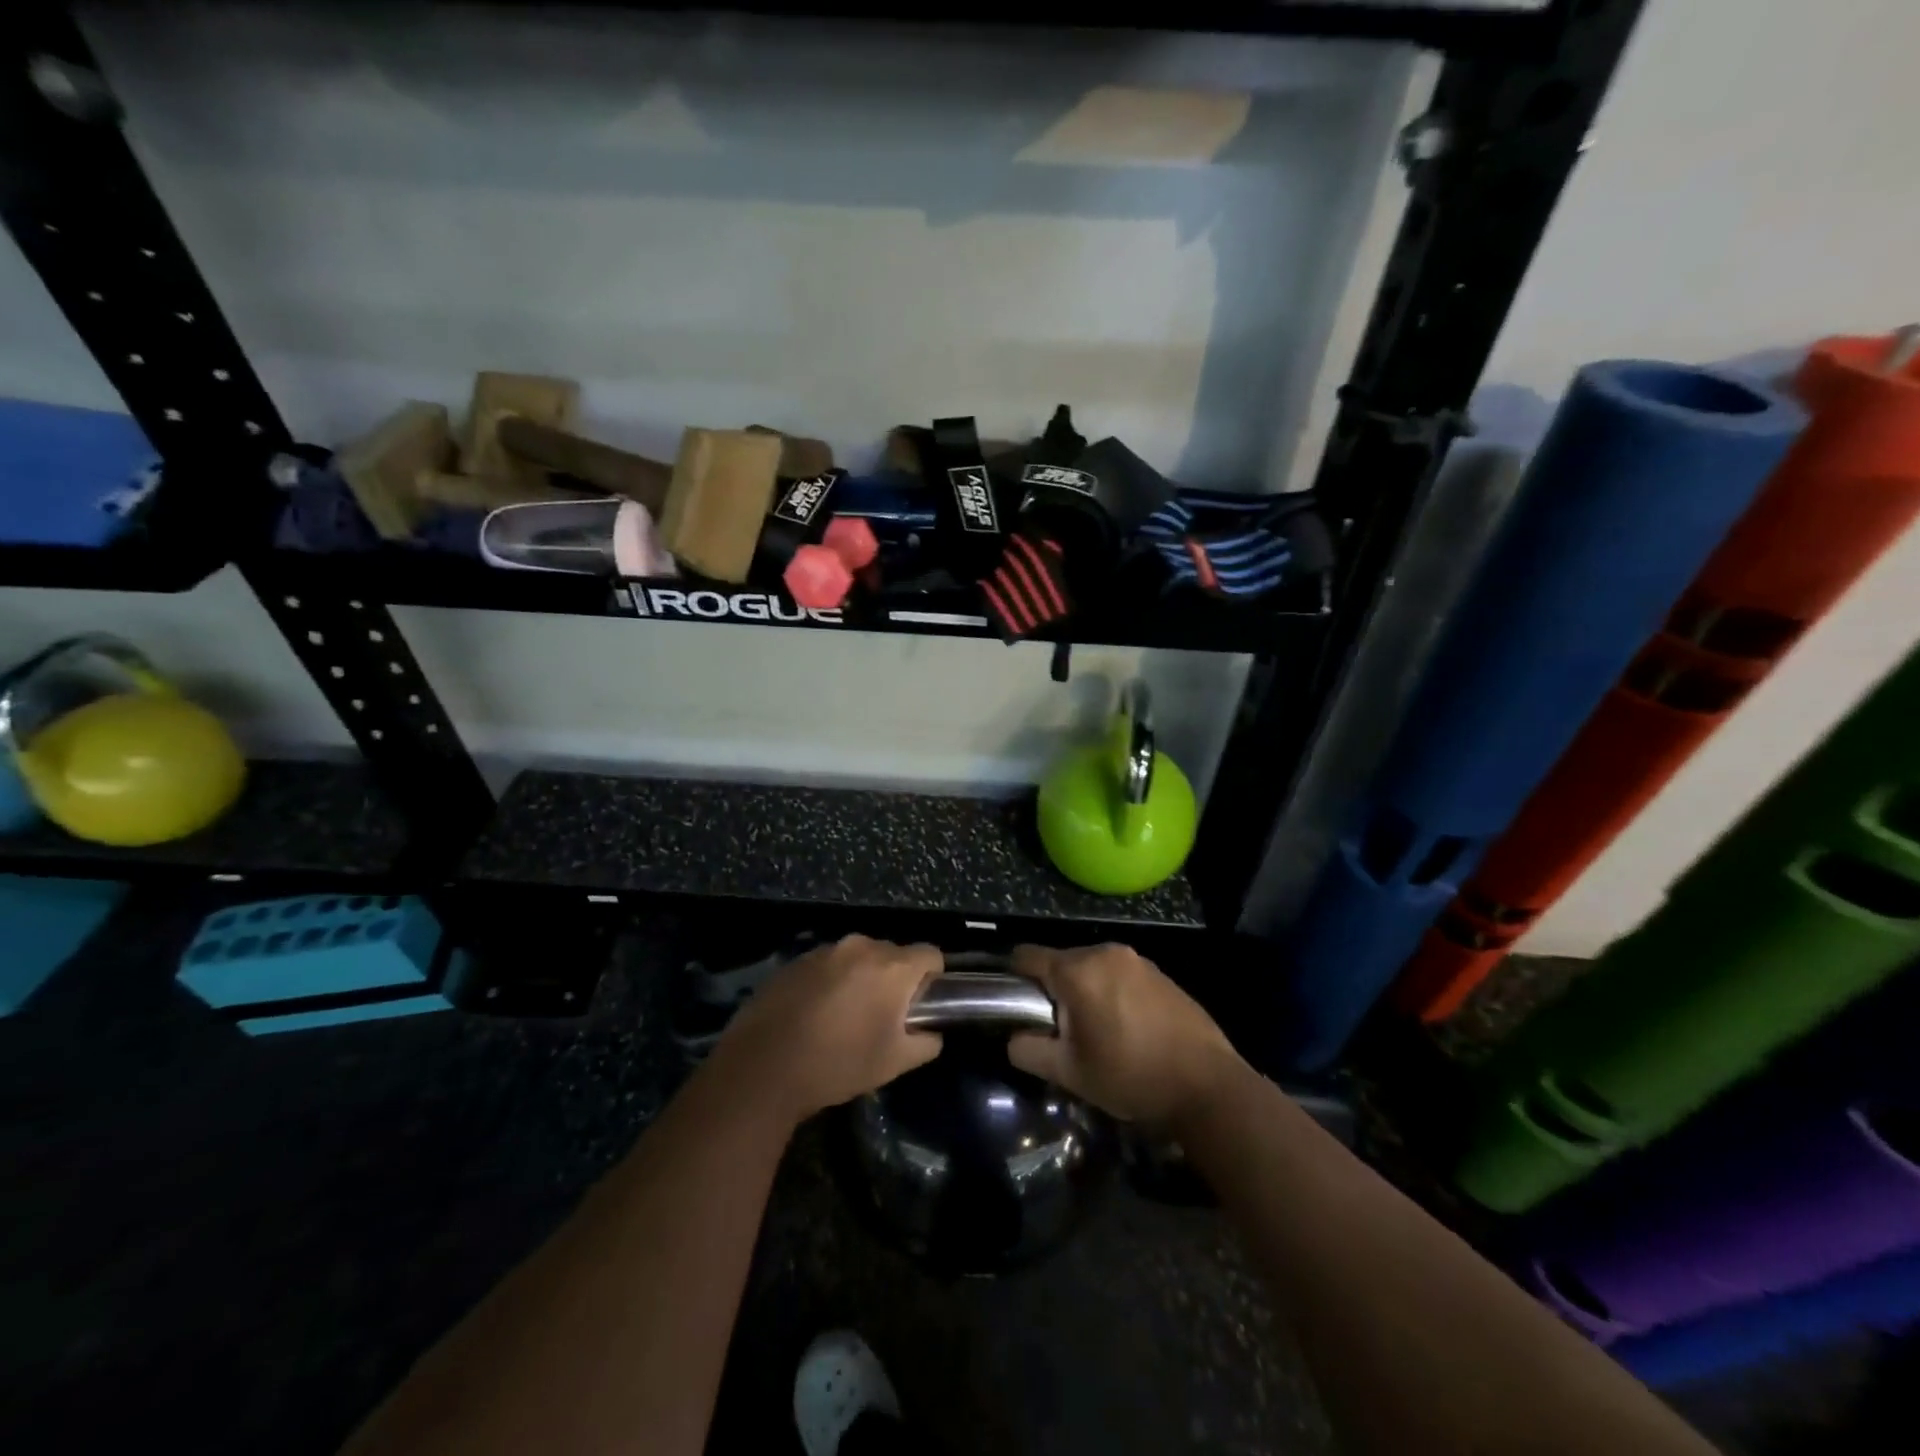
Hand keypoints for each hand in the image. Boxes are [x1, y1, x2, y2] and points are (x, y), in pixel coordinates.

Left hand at [712, 935, 942, 1120]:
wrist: (763, 1067)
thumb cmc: (839, 1064)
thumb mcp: (894, 1063)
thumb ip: (926, 1042)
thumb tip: (932, 1033)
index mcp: (892, 966)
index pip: (930, 954)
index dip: (932, 977)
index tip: (923, 1003)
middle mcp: (861, 946)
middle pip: (892, 954)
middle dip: (894, 979)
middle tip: (883, 1016)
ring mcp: (824, 950)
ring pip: (857, 958)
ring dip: (860, 978)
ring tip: (844, 1016)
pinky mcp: (795, 961)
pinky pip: (827, 965)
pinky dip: (830, 981)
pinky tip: (814, 1014)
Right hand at [1006, 943, 1244, 1129]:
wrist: (1207, 1086)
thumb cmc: (1131, 1077)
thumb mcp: (1070, 1073)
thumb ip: (1029, 1050)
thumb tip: (1013, 1039)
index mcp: (1078, 970)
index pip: (1026, 956)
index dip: (1013, 978)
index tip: (1015, 1006)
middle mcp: (1105, 952)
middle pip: (1060, 961)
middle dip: (1053, 990)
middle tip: (1060, 1031)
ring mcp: (1137, 960)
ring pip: (1091, 968)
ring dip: (1084, 991)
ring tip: (1095, 1032)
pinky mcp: (1160, 972)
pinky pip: (1119, 974)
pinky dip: (1111, 993)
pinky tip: (1126, 1028)